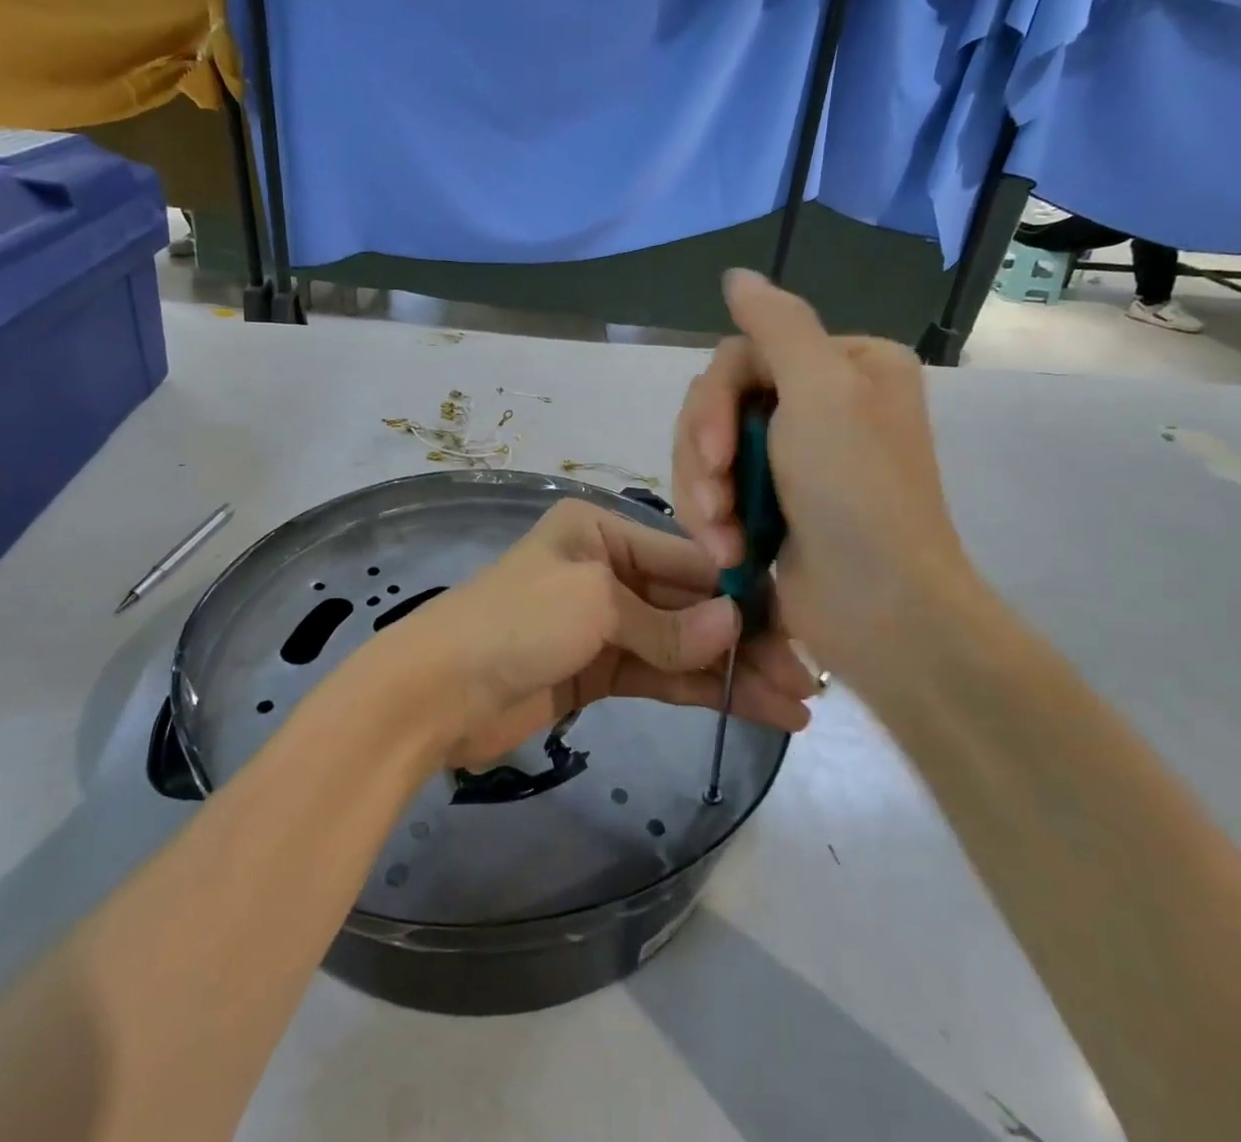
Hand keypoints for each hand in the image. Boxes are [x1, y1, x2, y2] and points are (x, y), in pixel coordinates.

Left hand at [365, 498, 816, 767]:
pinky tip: (753, 708)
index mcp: (601, 531)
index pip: (688, 557)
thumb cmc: (514, 623)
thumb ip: (667, 623)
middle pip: (690, 602)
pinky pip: (661, 674)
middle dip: (746, 638)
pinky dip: (703, 690)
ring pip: (682, 644)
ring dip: (734, 672)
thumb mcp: (593, 604)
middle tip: (806, 676)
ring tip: (797, 704)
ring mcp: (604, 623)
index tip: (794, 625)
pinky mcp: (598, 671)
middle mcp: (607, 569)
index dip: (741, 593)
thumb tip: (734, 632)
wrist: (435, 692)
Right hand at [671, 270, 978, 678]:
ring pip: (707, 449)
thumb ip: (777, 323)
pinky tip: (729, 551)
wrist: (880, 611)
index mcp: (845, 365)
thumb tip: (736, 274)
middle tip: (715, 503)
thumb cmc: (856, 492)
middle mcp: (821, 403)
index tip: (716, 455)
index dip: (714, 405)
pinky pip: (714, 489)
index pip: (743, 355)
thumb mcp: (822, 391)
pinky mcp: (771, 503)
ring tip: (724, 541)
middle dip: (705, 457)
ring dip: (704, 494)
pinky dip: (712, 519)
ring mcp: (794, 457)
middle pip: (719, 403)